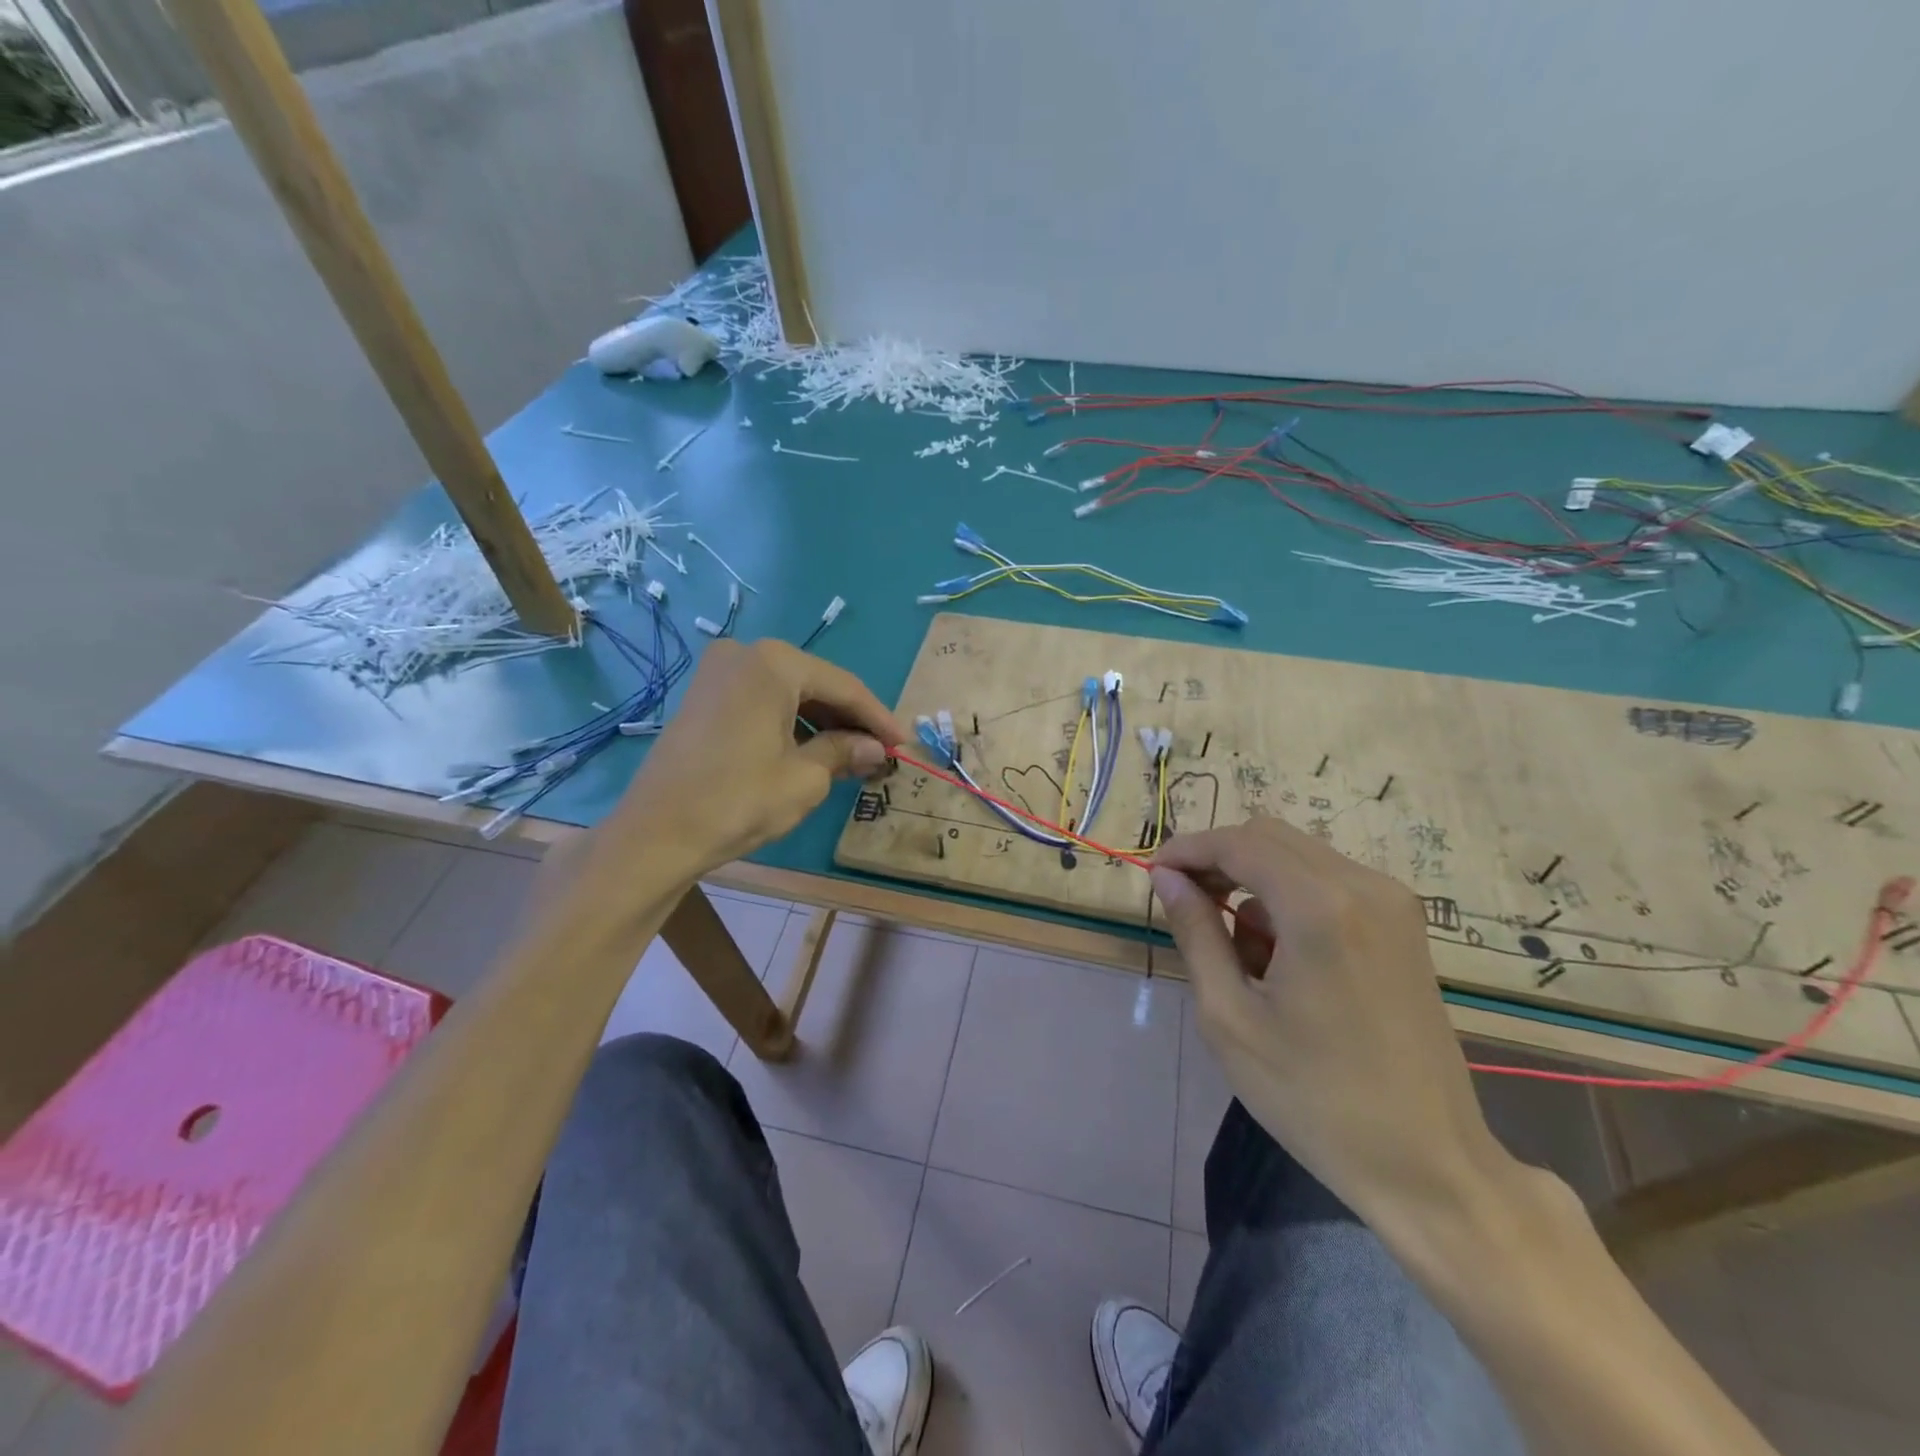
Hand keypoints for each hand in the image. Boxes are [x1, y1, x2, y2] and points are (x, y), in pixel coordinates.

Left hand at [615, 638, 906, 875]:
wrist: (656, 834)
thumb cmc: (738, 801)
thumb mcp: (804, 779)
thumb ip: (844, 752)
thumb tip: (874, 749)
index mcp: (773, 663)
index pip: (844, 686)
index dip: (878, 718)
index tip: (904, 744)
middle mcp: (745, 654)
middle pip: (816, 685)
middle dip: (850, 720)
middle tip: (880, 753)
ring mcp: (719, 673)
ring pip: (789, 694)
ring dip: (822, 723)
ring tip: (852, 758)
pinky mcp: (704, 697)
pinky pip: (762, 702)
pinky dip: (791, 724)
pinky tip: (813, 751)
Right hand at [1151, 817, 1510, 1225]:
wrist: (1428, 1163)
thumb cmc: (1313, 1096)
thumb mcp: (1230, 1016)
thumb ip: (1195, 932)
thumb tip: (1167, 878)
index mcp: (1320, 907)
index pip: (1239, 843)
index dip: (1188, 849)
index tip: (1153, 874)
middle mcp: (1365, 886)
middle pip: (1270, 836)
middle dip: (1219, 859)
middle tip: (1184, 902)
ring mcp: (1393, 903)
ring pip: (1298, 856)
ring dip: (1253, 880)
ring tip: (1236, 949)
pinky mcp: (1404, 925)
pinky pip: (1329, 880)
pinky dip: (1289, 897)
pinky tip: (1280, 955)